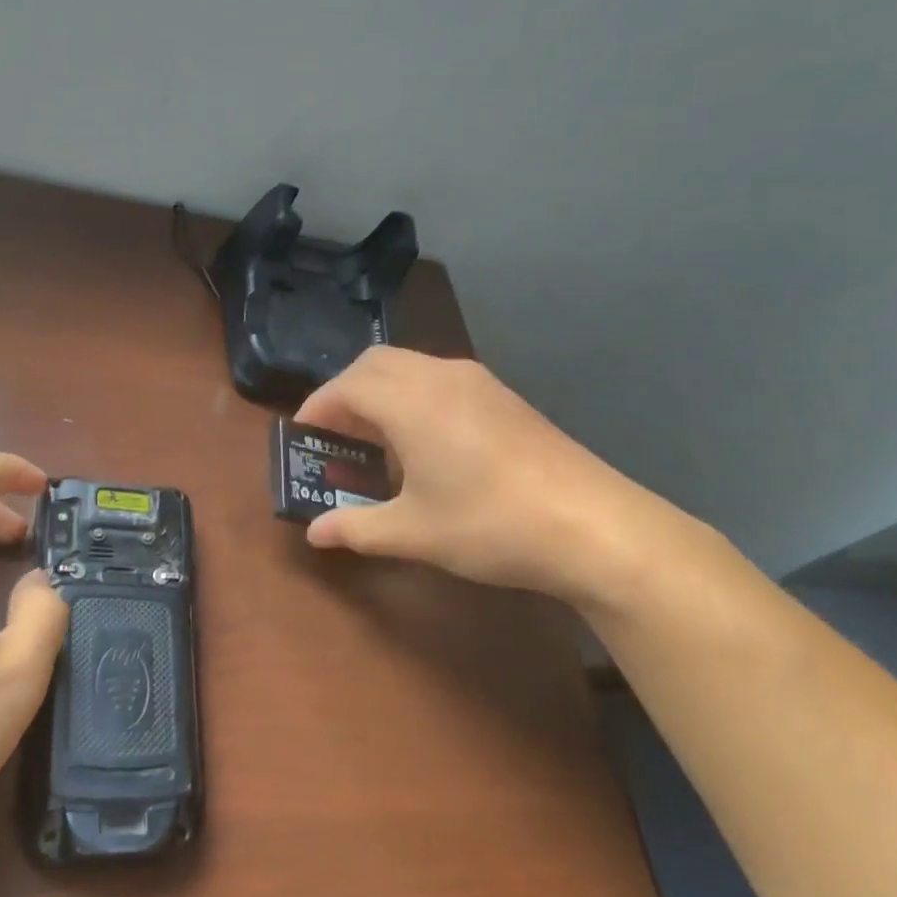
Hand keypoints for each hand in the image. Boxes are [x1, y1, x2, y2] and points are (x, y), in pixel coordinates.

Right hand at [296, 347, 677, 605]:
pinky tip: (424, 444)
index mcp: (410, 402)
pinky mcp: (503, 397)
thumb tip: (314, 534)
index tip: (302, 438)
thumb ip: (356, 527)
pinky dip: (413, 396)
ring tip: (375, 440)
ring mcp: (477, 382)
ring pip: (409, 366)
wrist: (594, 526)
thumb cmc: (490, 525)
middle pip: (374, 363)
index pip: (346, 386)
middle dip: (344, 392)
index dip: (317, 409)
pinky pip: (439, 379)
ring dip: (381, 391)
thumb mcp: (413, 533)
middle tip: (334, 435)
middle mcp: (440, 377)